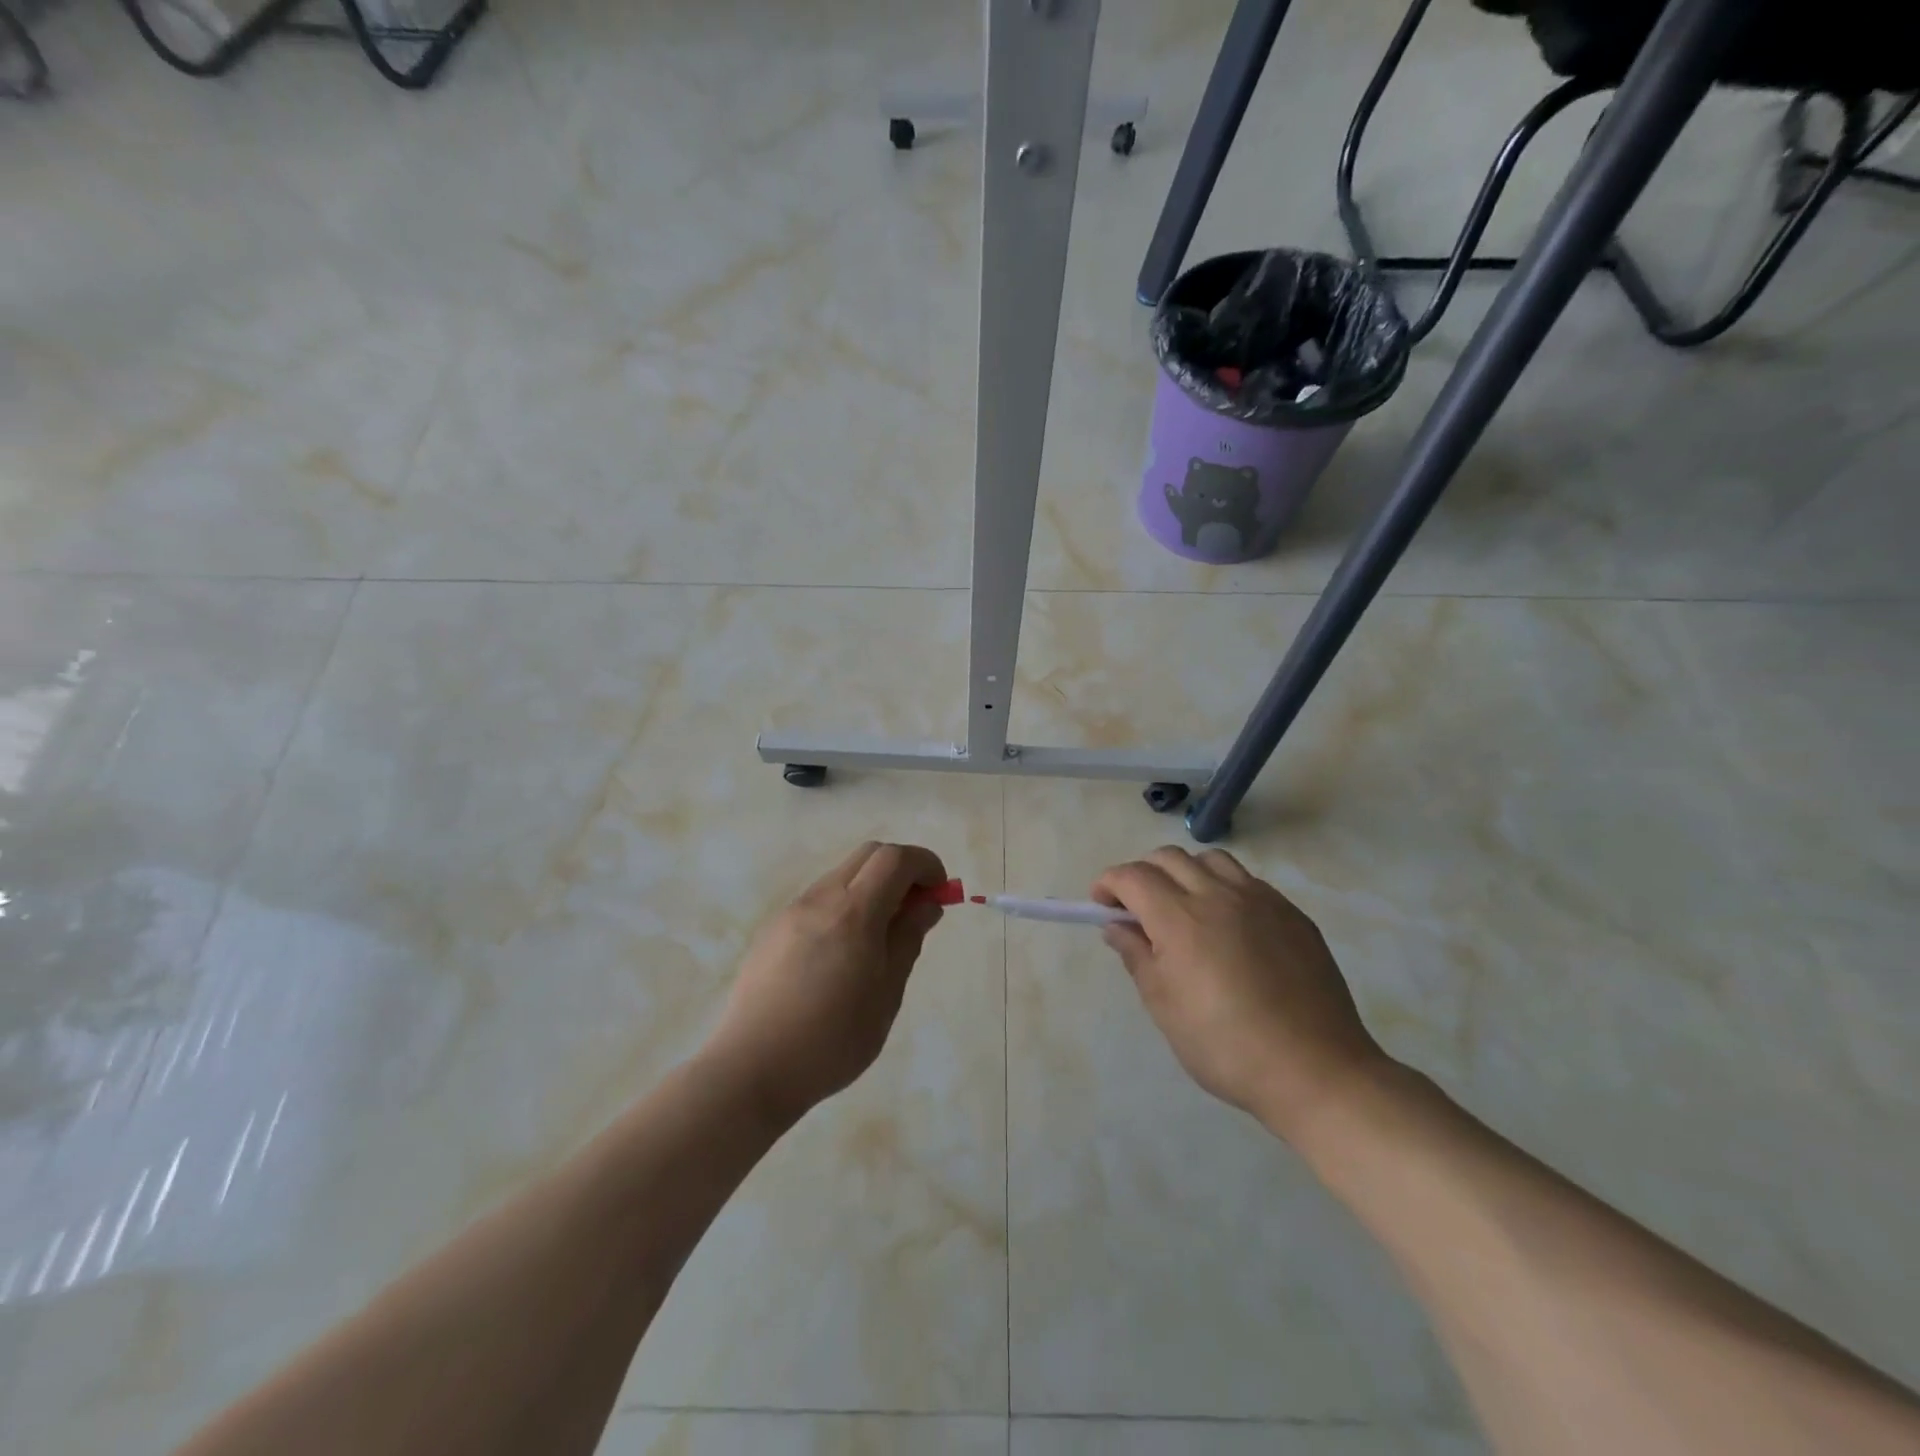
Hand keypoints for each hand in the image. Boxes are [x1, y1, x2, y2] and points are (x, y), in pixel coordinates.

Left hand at [703, 842, 947, 1124]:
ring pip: (841, 876)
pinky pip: (819, 900)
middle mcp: (820, 898)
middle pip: (868, 855)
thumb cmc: (832, 1038)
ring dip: (871, 887)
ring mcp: (792, 911)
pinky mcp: (773, 930)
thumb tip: (926, 905)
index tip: (940, 892)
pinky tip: (843, 954)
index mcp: (853, 912)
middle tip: (916, 908)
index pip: (896, 858)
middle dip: (901, 869)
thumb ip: (907, 939)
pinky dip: (845, 905)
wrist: (752, 1068)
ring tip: (881, 937)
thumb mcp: (886, 993)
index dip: (926, 864)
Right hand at [1093, 847, 1391, 1142]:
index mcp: (1180, 918)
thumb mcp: (1165, 1007)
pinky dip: (1223, 888)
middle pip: (1169, 858)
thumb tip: (1117, 926)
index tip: (1101, 905)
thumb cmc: (1225, 1046)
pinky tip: (1229, 926)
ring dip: (1185, 873)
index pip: (1132, 876)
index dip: (1109, 883)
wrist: (1315, 1070)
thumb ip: (1137, 956)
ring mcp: (1260, 900)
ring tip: (1184, 909)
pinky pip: (1247, 881)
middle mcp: (1218, 895)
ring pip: (1211, 861)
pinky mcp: (1292, 913)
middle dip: (1142, 874)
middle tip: (1137, 909)